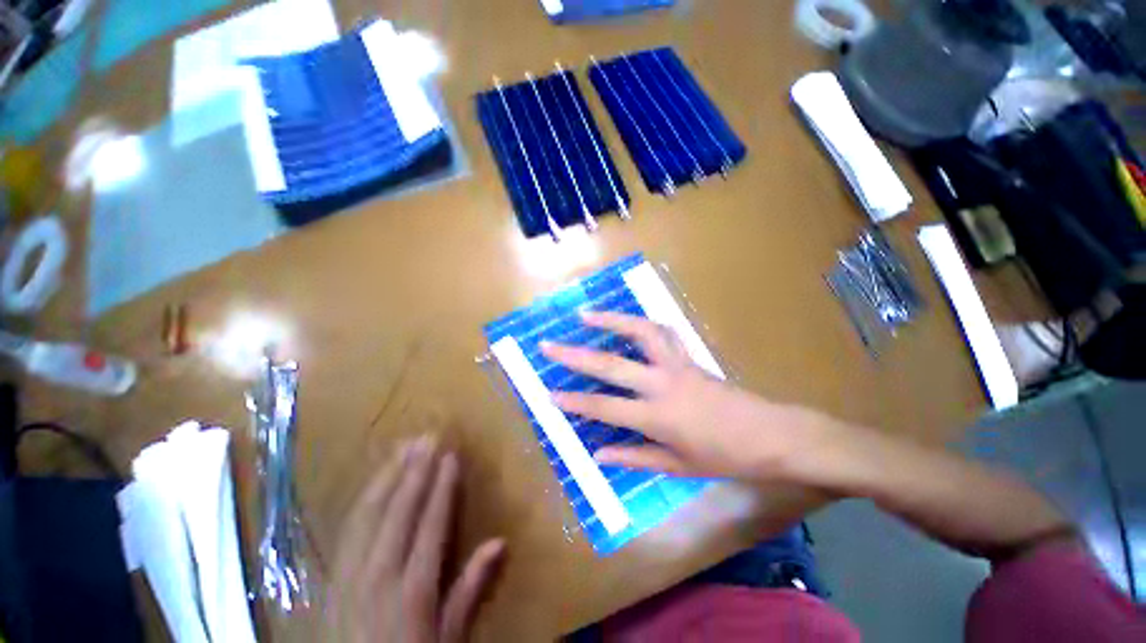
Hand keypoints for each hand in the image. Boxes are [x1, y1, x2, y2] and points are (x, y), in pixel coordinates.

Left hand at [329, 436, 504, 642]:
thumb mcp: (448, 637)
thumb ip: (471, 589)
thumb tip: (500, 542)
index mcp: (414, 588)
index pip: (431, 523)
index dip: (442, 486)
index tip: (450, 455)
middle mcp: (380, 574)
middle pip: (399, 511)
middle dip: (415, 471)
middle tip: (427, 437)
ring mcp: (351, 575)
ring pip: (369, 514)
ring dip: (388, 477)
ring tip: (402, 447)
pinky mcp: (333, 579)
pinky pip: (349, 529)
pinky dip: (364, 500)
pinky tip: (373, 483)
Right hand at [541, 311, 852, 484]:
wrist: (770, 434)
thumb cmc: (724, 456)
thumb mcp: (677, 466)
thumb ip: (634, 458)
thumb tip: (599, 454)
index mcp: (657, 416)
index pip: (604, 407)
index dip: (574, 401)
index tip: (548, 394)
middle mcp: (662, 383)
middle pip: (610, 364)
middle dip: (575, 355)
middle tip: (549, 344)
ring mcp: (676, 363)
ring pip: (640, 332)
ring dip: (611, 320)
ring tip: (586, 315)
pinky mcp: (689, 355)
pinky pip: (663, 332)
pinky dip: (643, 323)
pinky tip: (628, 321)